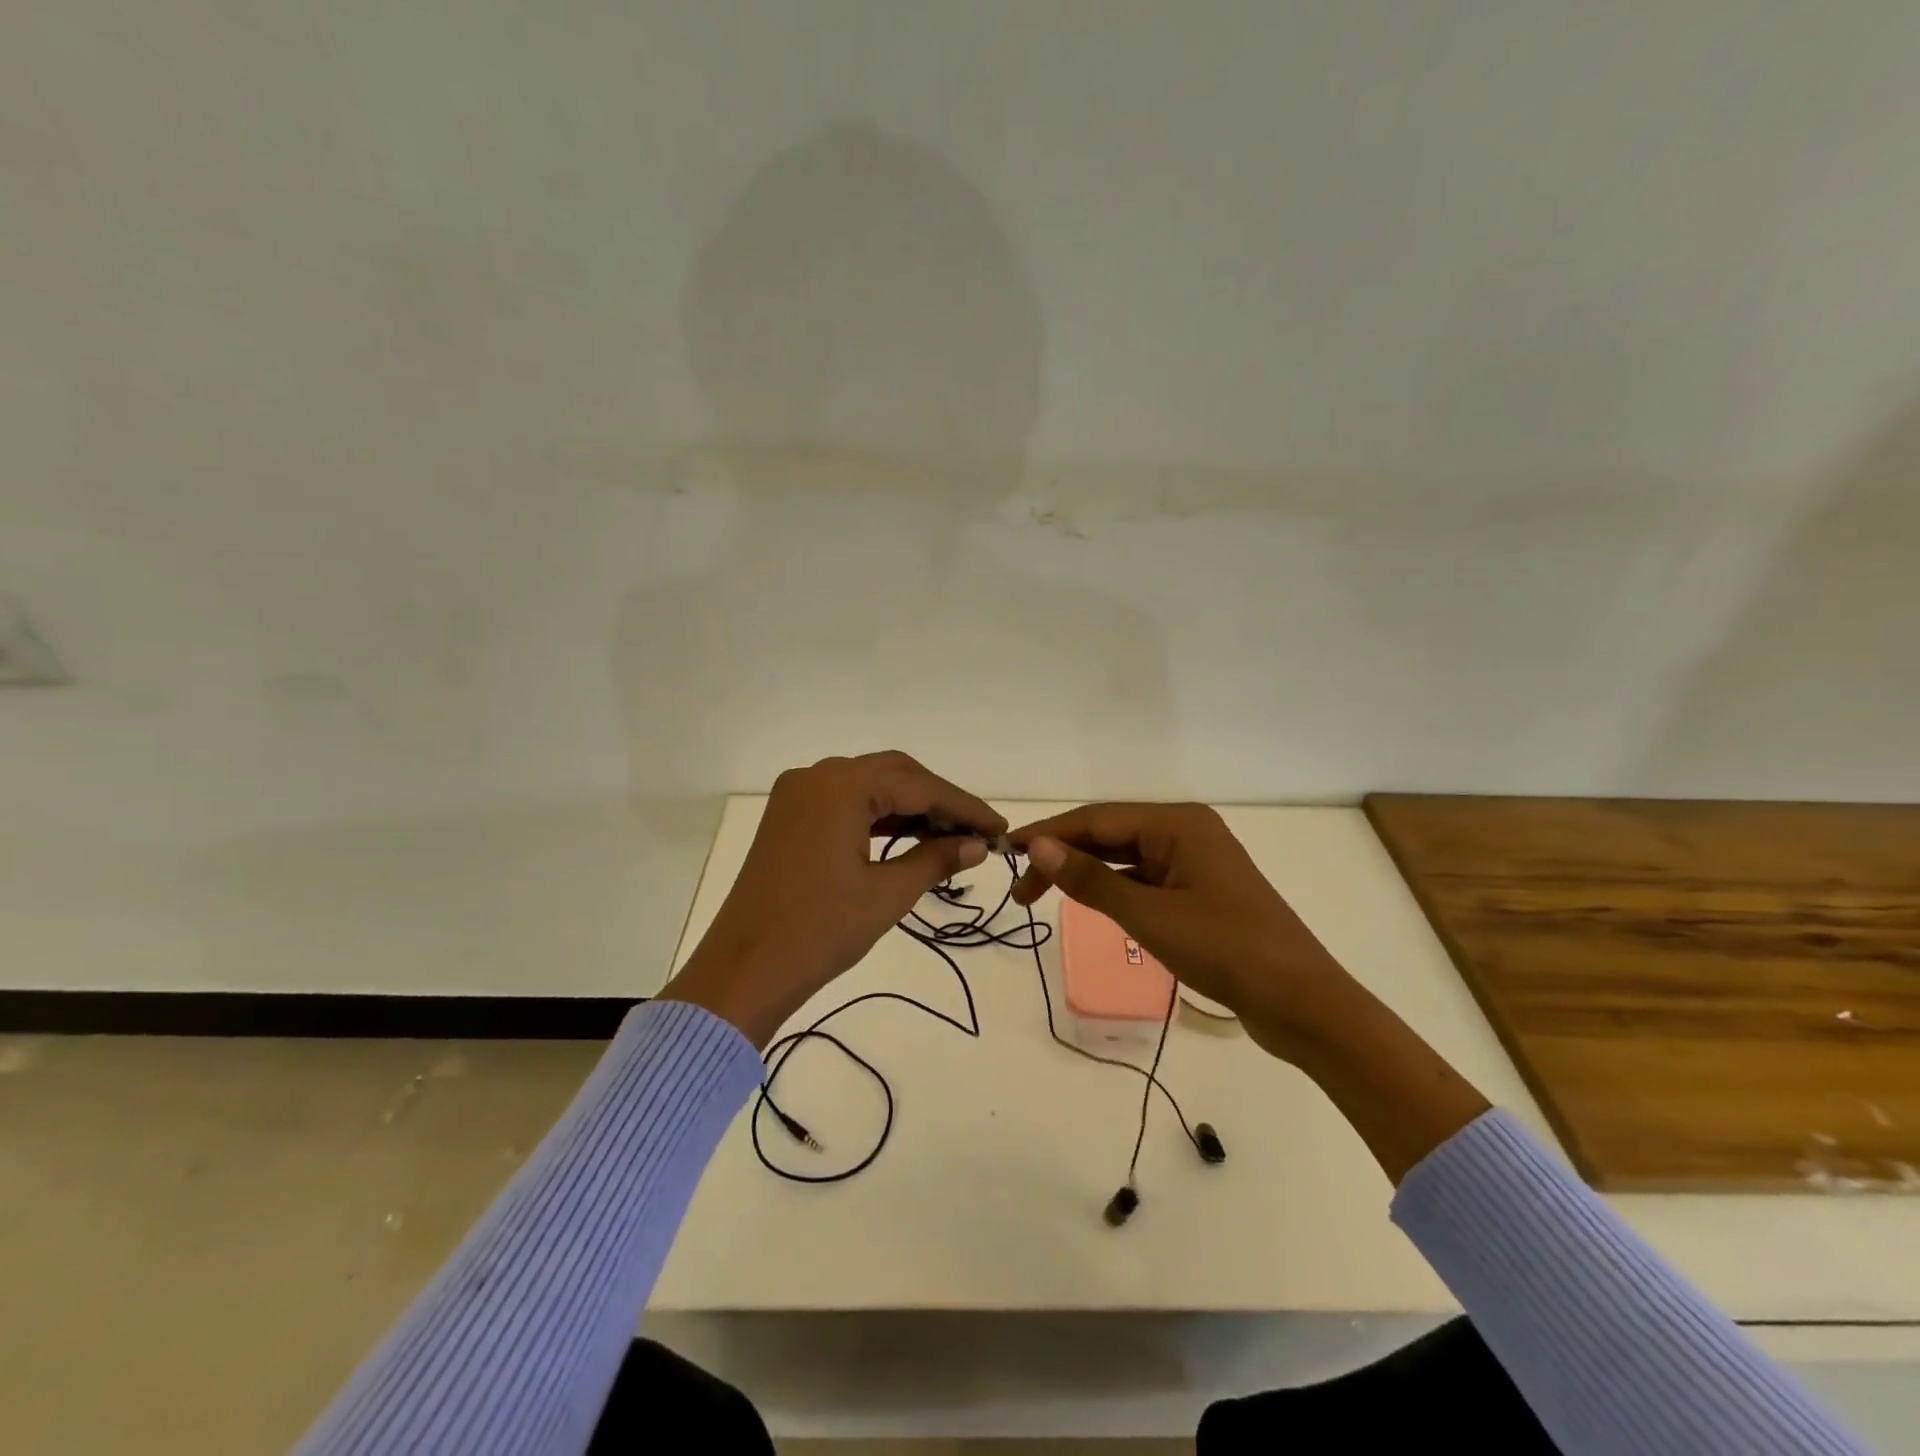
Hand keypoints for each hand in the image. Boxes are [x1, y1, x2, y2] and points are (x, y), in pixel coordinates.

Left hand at [661, 752, 1005, 1045]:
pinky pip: (844, 804)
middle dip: (939, 802)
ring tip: (950, 839)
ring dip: (909, 809)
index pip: (920, 787)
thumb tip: (977, 845)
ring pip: (869, 788)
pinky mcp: (788, 817)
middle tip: (977, 834)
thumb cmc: (820, 931)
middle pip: (895, 775)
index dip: (965, 808)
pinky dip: (878, 818)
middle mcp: (818, 775)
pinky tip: (906, 839)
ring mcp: (797, 795)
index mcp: (842, 785)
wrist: (743, 972)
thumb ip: (935, 859)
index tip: (1001, 829)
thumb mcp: (887, 894)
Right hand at [1009, 802, 1355, 1062]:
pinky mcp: (1201, 891)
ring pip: (1126, 857)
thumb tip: (1038, 845)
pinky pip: (1145, 878)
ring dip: (1086, 873)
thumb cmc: (1225, 950)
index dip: (1049, 834)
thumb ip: (1091, 879)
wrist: (1303, 1004)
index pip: (1097, 819)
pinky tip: (1092, 902)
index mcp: (1178, 824)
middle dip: (1064, 855)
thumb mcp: (1149, 914)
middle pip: (1110, 834)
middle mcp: (1187, 832)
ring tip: (1044, 895)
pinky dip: (1114, 888)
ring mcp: (1197, 862)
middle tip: (1021, 889)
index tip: (1006, 852)